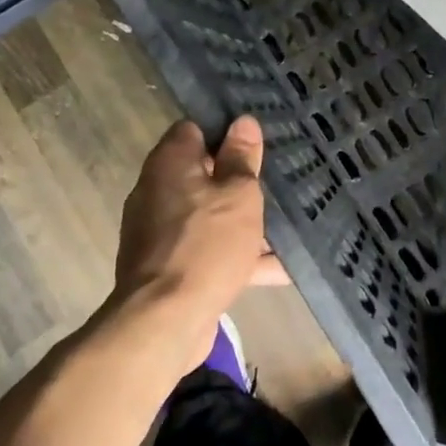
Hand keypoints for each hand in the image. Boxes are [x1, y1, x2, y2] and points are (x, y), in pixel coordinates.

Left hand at [114, 116, 287, 369]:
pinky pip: (208, 250)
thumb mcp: (238, 195)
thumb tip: (243, 122)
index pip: (194, 130)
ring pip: (209, 215)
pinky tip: (280, 267)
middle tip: (277, 180)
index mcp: (170, 163)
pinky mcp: (169, 268)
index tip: (256, 142)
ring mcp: (160, 232)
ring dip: (242, 220)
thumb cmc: (206, 245)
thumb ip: (242, 159)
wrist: (164, 323)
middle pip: (202, 173)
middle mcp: (157, 191)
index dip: (225, 132)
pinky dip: (237, 256)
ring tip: (288, 223)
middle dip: (239, 179)